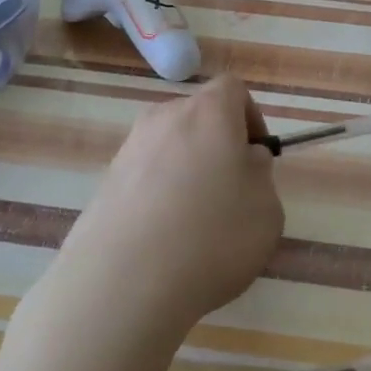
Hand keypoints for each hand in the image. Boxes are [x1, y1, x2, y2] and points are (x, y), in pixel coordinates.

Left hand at [56, 75, 283, 335]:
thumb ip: (260, 174)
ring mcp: (129, 149)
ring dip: (185, 170)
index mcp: (208, 112)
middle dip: (217, 143)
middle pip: (197, 115)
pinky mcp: (104, 183)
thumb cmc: (212, 236)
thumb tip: (244, 160)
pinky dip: (158, 194)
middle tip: (229, 189)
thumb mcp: (266, 208)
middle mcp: (164, 118)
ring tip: (194, 221)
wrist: (123, 283)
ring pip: (168, 146)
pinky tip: (164, 238)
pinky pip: (143, 176)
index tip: (256, 155)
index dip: (250, 116)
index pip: (232, 88)